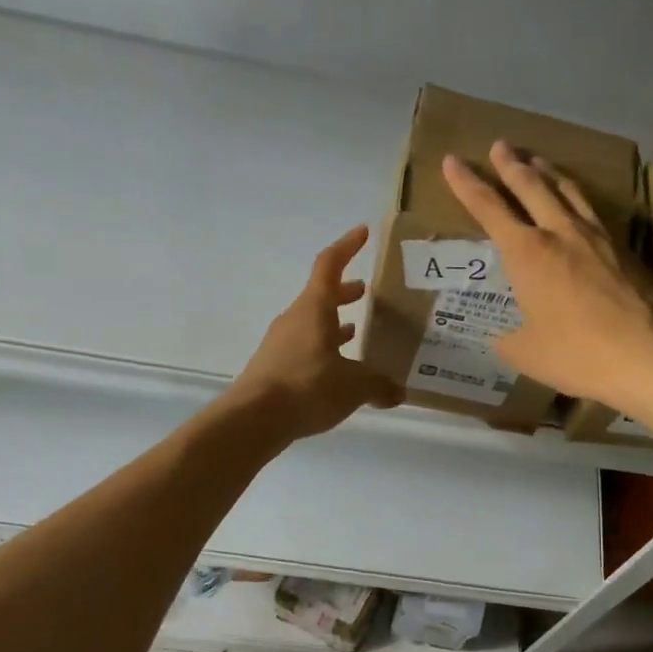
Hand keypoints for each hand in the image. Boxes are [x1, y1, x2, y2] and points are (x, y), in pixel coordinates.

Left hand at [229, 225, 402, 440]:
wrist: (253, 419)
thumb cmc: (307, 387)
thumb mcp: (353, 387)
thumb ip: (378, 385)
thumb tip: (399, 391)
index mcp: (315, 308)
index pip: (330, 265)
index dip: (347, 246)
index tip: (362, 232)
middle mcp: (295, 318)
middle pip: (321, 295)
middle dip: (344, 292)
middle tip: (365, 293)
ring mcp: (281, 343)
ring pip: (312, 323)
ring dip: (333, 323)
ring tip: (356, 333)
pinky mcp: (274, 366)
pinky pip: (304, 347)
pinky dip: (323, 349)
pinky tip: (338, 371)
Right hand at [441, 142, 652, 411]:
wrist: (640, 351)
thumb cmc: (573, 352)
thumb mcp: (525, 352)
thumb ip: (509, 339)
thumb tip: (505, 337)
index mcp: (525, 253)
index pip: (488, 208)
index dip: (466, 184)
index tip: (452, 161)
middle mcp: (557, 232)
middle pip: (530, 186)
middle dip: (510, 164)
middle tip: (500, 145)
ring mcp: (593, 237)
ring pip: (566, 190)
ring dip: (547, 172)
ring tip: (537, 161)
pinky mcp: (619, 248)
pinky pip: (590, 210)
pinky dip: (576, 196)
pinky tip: (577, 202)